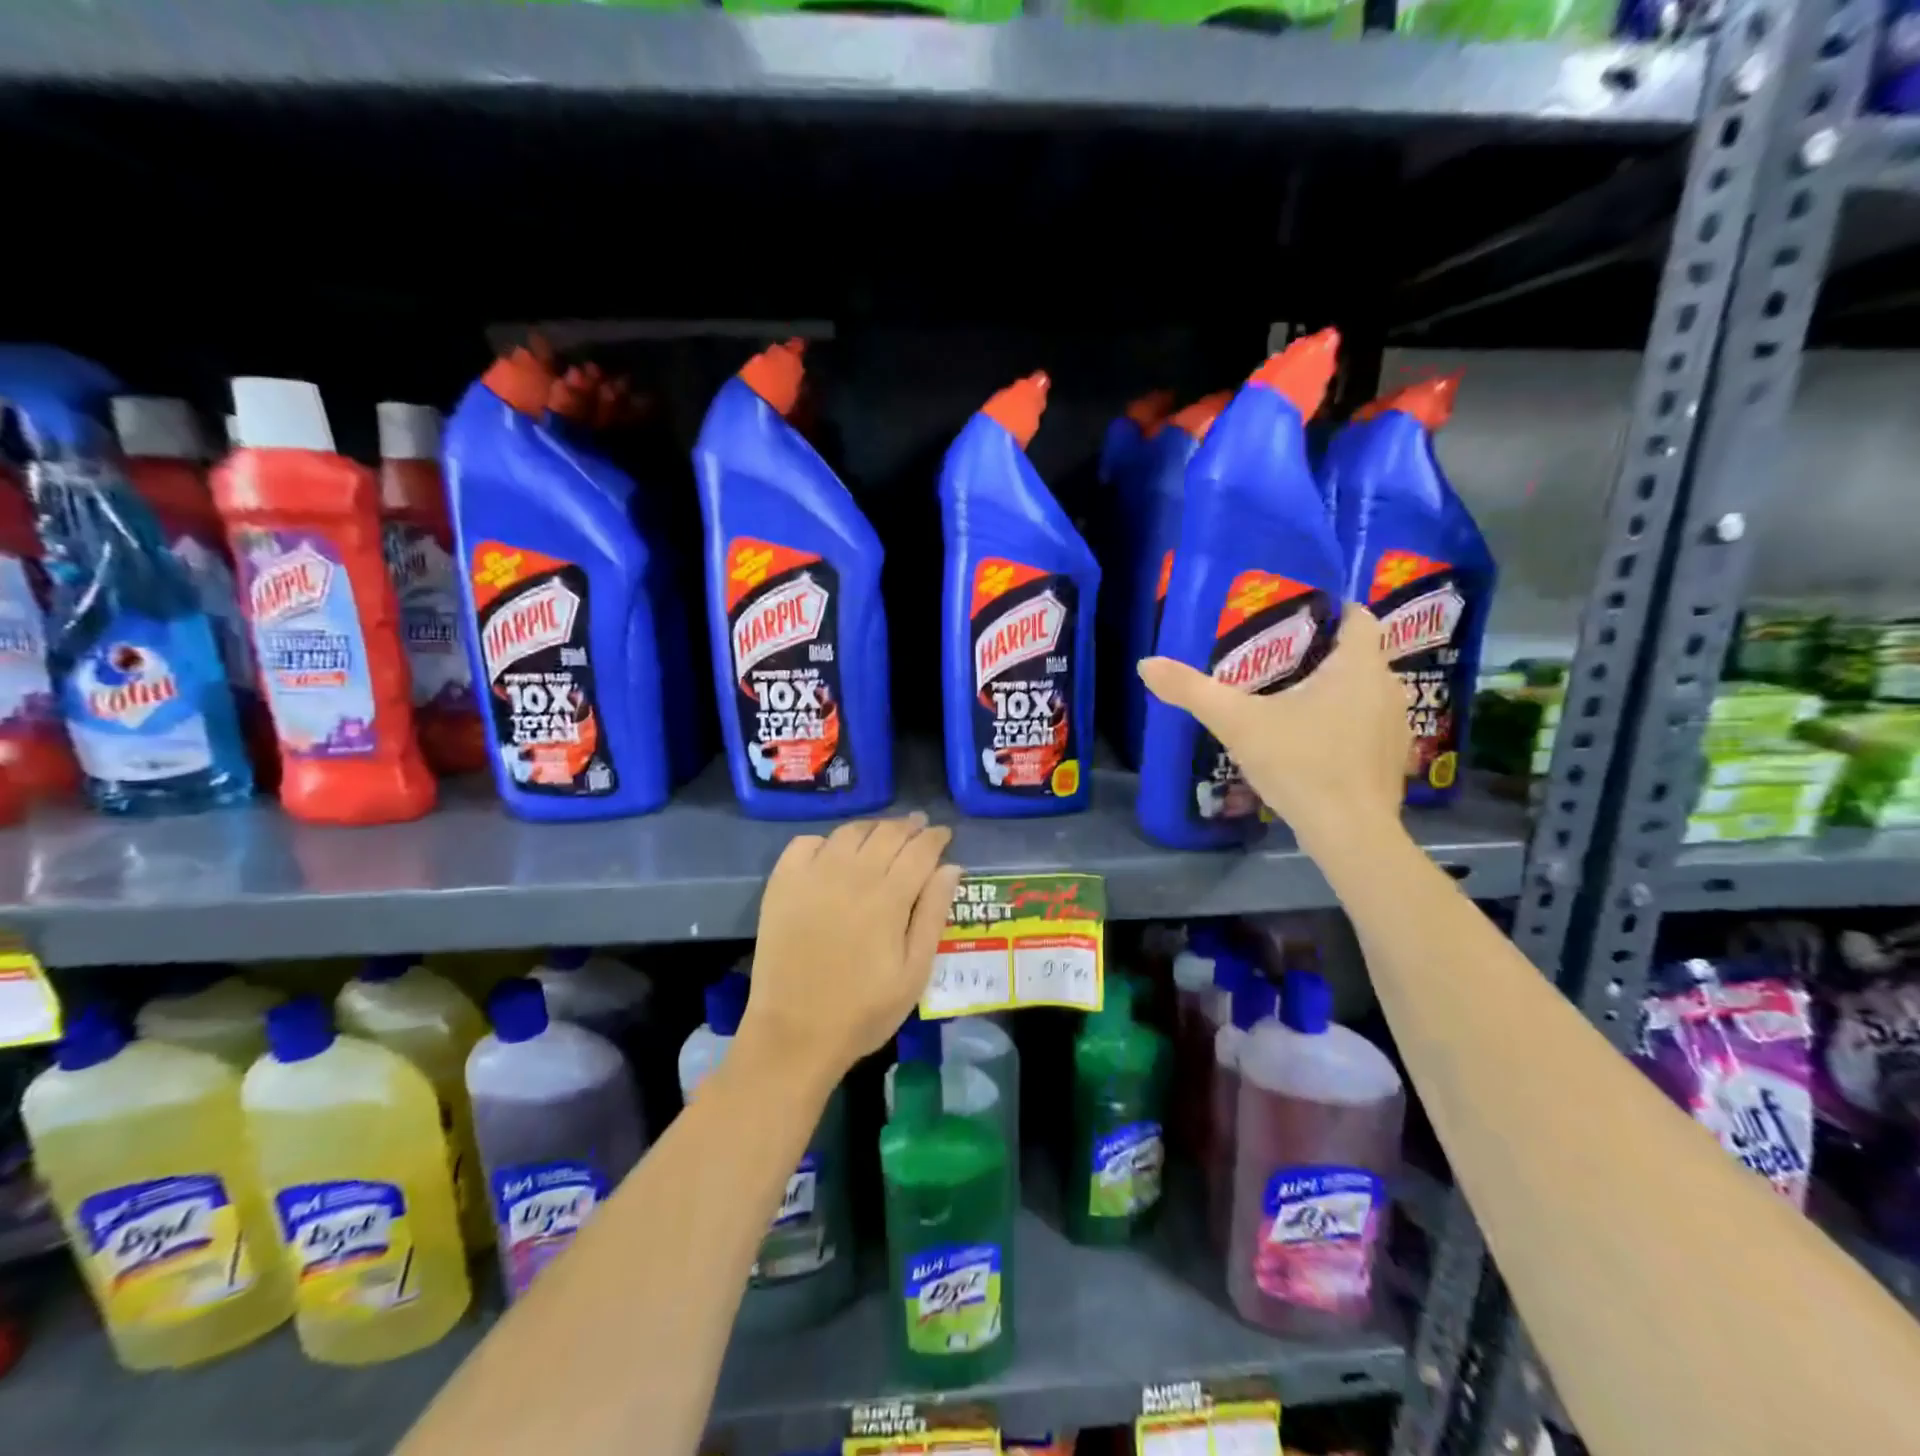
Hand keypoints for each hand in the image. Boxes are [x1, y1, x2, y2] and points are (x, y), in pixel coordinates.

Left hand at [741, 813, 962, 1087]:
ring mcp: (813, 876)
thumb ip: (933, 915)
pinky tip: (834, 852)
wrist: (794, 1033)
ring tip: (883, 834)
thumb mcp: (914, 973)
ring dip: (873, 827)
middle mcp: (852, 875)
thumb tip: (951, 867)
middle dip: (908, 826)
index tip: (943, 834)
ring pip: (850, 832)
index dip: (935, 837)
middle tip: (918, 826)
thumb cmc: (863, 1010)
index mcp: (889, 898)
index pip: (920, 850)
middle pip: (887, 833)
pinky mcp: (782, 884)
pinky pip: (806, 843)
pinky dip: (827, 840)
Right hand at [1137, 605, 1408, 853]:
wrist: (1350, 834)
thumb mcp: (1237, 723)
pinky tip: (1311, 741)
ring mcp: (1396, 724)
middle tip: (1273, 659)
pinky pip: (1367, 723)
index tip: (1292, 619)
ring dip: (1333, 689)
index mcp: (1358, 665)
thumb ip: (1192, 691)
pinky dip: (1344, 722)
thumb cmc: (1300, 764)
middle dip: (1320, 652)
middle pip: (1357, 653)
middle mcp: (1387, 686)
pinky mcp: (1393, 758)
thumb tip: (1146, 663)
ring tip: (1289, 699)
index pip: (1357, 615)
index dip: (1328, 610)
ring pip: (1363, 690)